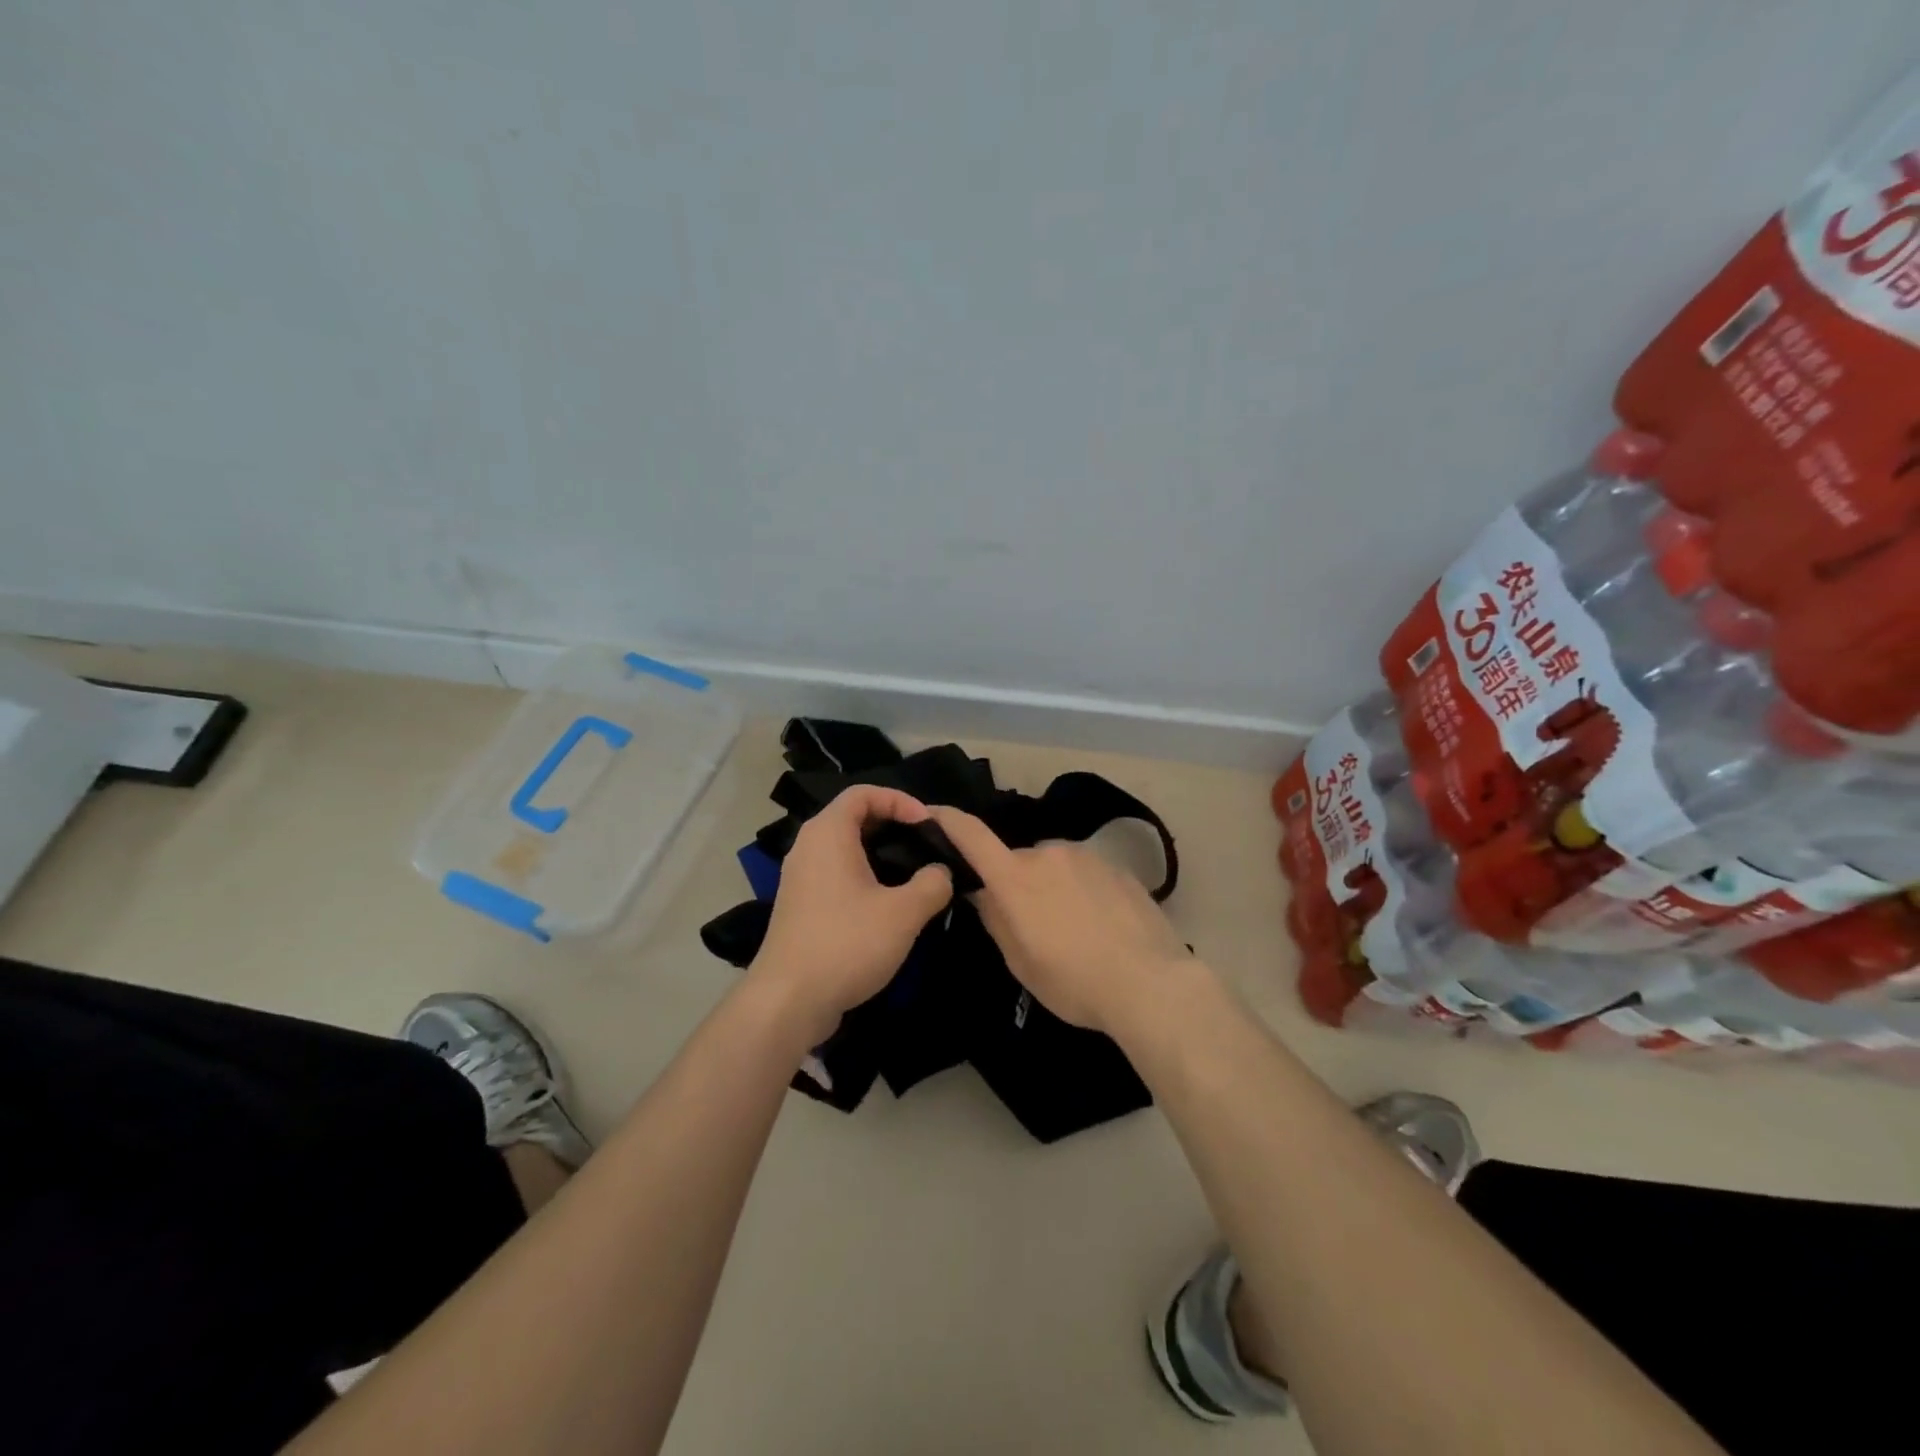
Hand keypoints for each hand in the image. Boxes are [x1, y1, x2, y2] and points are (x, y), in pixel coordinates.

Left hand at [750, 785, 953, 1043]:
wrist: (788, 1001)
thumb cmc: (847, 944)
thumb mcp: (904, 912)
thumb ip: (933, 883)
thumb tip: (941, 872)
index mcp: (828, 834)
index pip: (863, 793)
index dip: (899, 799)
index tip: (926, 824)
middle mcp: (808, 847)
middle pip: (853, 818)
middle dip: (892, 826)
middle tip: (925, 845)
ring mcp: (800, 878)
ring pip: (845, 849)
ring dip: (880, 855)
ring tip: (913, 875)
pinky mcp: (801, 907)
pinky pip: (836, 875)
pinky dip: (863, 877)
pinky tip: (887, 906)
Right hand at [927, 806, 1194, 1035]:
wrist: (1150, 983)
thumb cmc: (1073, 982)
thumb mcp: (1020, 963)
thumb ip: (996, 920)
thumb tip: (983, 893)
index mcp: (1015, 877)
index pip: (971, 836)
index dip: (947, 820)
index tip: (931, 812)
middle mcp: (1047, 854)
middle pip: (1018, 861)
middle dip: (1017, 884)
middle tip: (1032, 925)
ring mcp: (1085, 856)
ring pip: (1053, 866)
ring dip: (1052, 887)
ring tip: (1074, 930)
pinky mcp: (1116, 867)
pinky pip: (1085, 873)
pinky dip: (1082, 892)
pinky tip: (1101, 926)